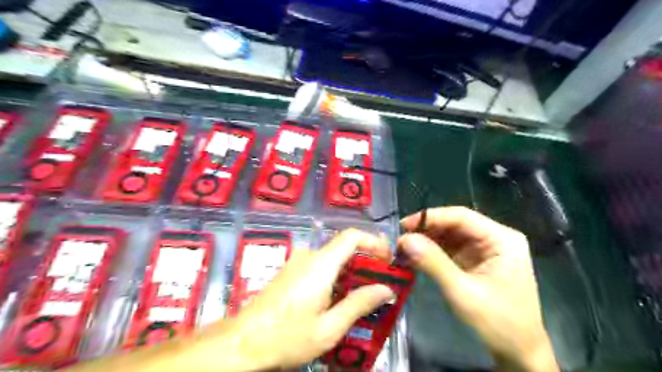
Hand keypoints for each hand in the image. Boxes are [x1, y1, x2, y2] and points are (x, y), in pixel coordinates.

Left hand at [209, 228, 394, 370]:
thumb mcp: (329, 328)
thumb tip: (386, 289)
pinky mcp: (291, 271)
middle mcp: (309, 256)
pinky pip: (320, 266)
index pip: (351, 236)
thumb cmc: (287, 336)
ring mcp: (297, 262)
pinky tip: (338, 299)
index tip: (387, 259)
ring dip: (351, 272)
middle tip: (380, 283)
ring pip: (332, 258)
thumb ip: (359, 304)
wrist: (243, 341)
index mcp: (321, 265)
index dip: (374, 242)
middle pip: (344, 248)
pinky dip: (335, 276)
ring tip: (363, 296)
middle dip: (366, 262)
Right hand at [398, 206, 557, 371]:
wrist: (519, 353)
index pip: (461, 216)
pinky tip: (414, 258)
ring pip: (449, 236)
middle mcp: (494, 238)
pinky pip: (450, 249)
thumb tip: (405, 240)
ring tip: (403, 250)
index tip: (403, 226)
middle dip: (426, 231)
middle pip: (454, 224)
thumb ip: (433, 263)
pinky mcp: (476, 261)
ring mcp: (485, 250)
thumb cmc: (498, 323)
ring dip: (426, 242)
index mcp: (501, 239)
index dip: (430, 217)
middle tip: (400, 241)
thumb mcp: (463, 292)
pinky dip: (431, 253)